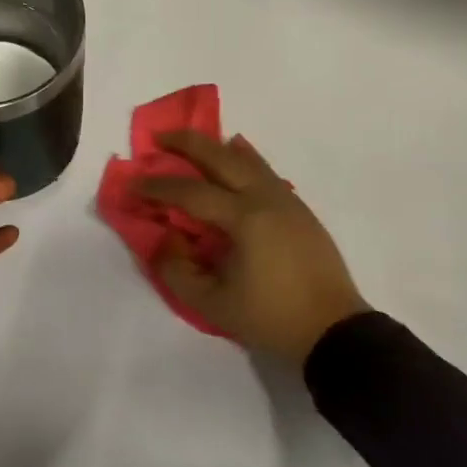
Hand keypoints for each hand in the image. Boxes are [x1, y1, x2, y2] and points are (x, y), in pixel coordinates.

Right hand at [136, 131, 367, 365]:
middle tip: (160, 137)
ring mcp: (286, 199)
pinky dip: (246, 157)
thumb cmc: (271, 318)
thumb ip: (178, 271)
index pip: (191, 193)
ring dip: (216, 147)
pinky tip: (239, 151)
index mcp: (244, 219)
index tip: (133, 183)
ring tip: (193, 141)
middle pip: (221, 158)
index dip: (158, 186)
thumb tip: (164, 238)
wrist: (333, 329)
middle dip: (187, 144)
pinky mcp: (299, 208)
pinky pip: (266, 171)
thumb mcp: (214, 304)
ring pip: (247, 160)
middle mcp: (265, 198)